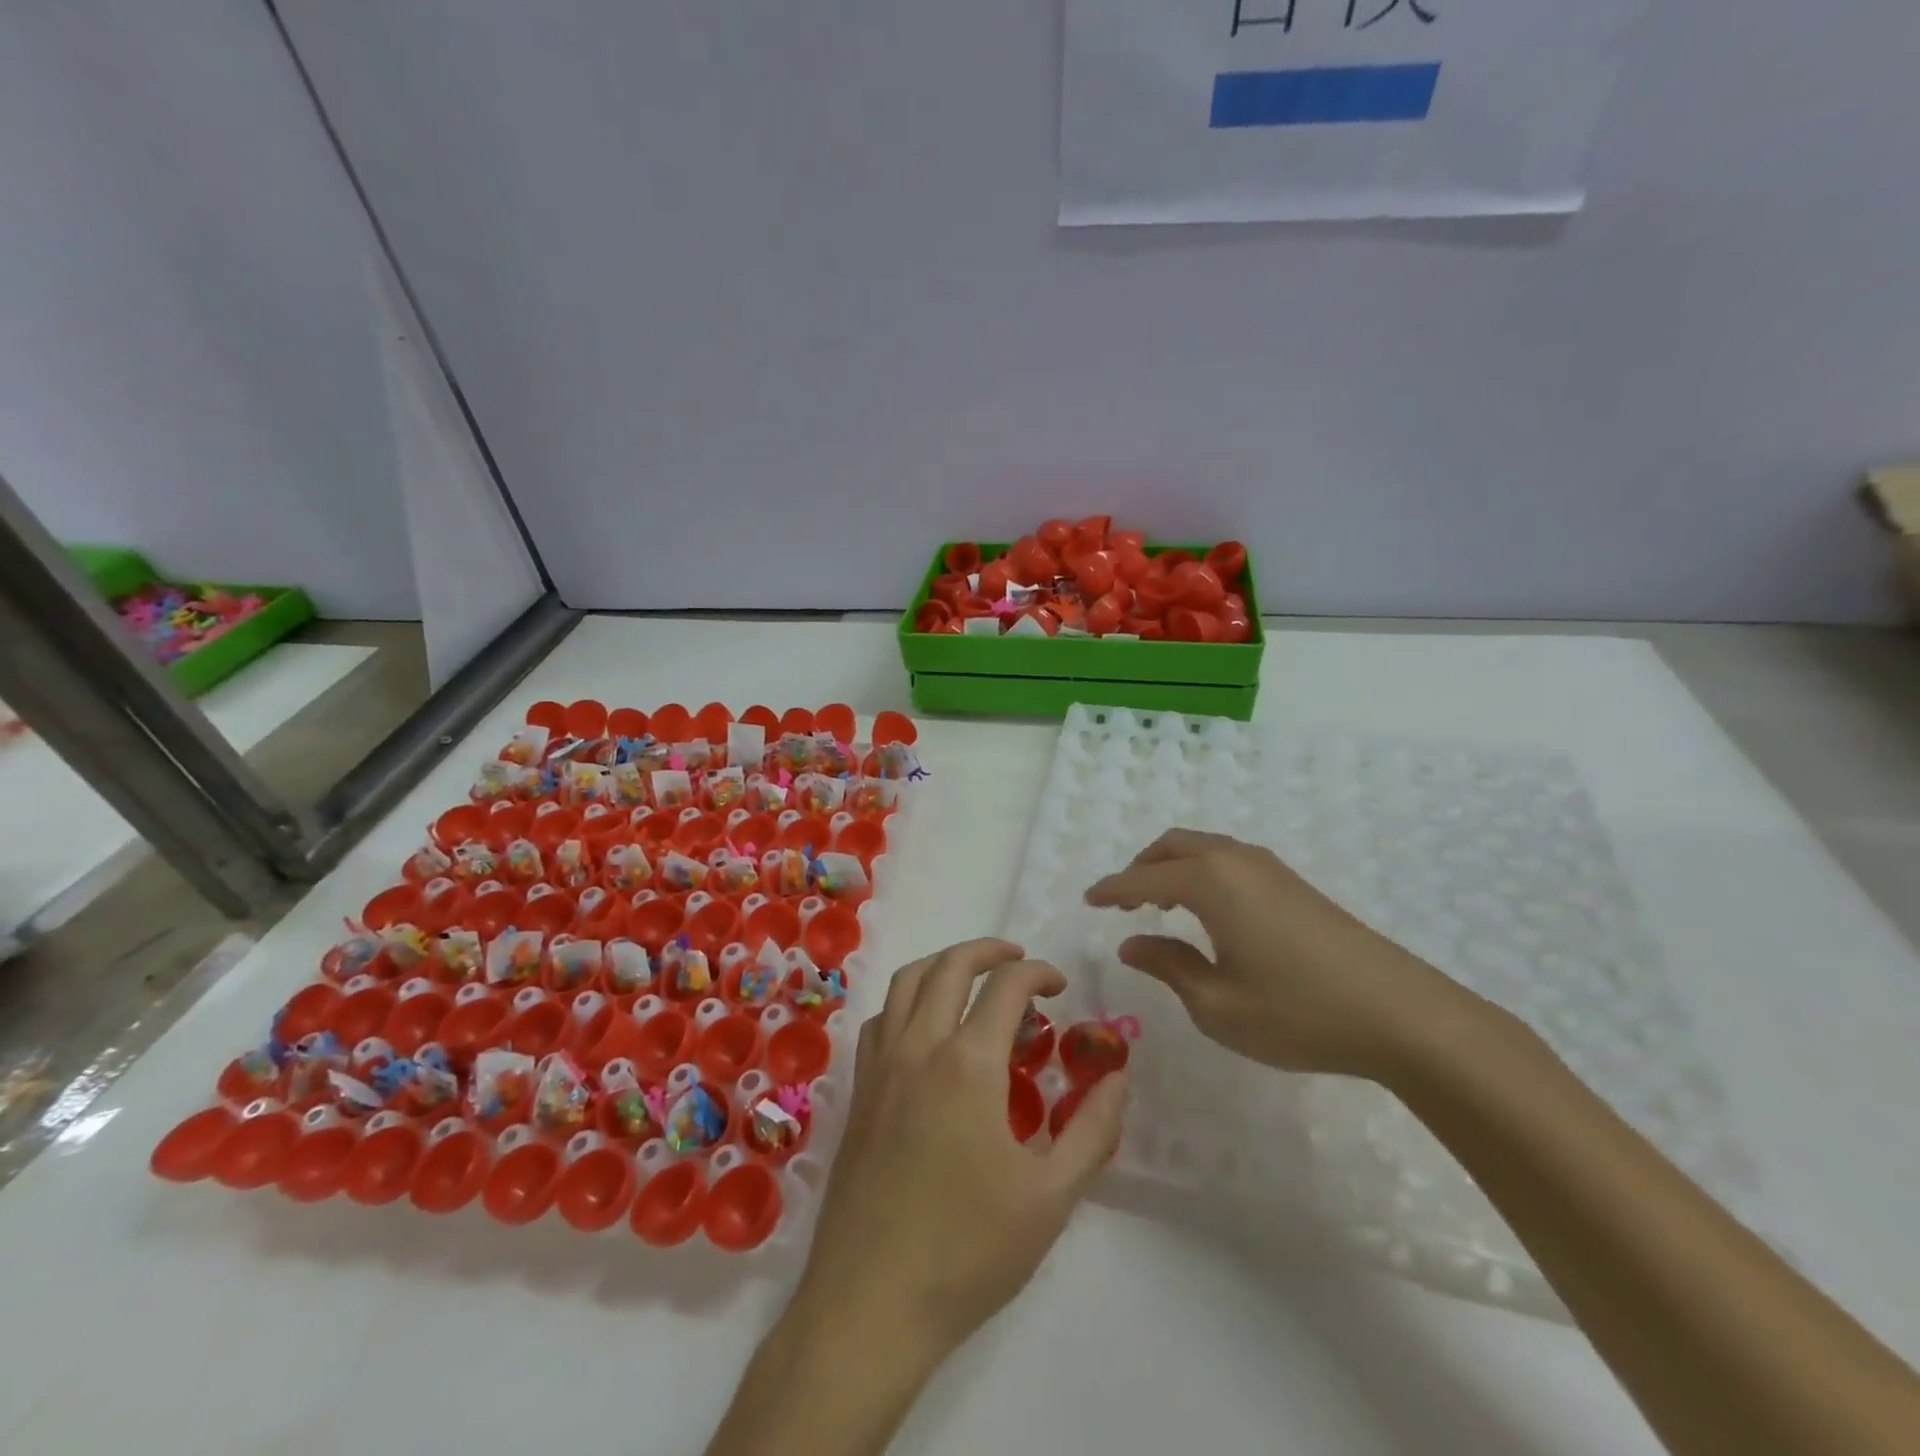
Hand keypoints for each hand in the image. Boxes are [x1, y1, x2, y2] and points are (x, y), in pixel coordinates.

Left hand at [792, 938, 1127, 1364]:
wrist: (870, 1303)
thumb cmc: (968, 1252)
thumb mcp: (1051, 1198)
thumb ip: (1092, 1130)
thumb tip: (1118, 1078)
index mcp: (968, 1064)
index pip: (1006, 987)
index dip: (1038, 973)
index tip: (1059, 986)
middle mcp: (919, 1047)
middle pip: (950, 966)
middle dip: (989, 950)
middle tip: (1019, 960)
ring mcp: (881, 1067)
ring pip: (906, 982)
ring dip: (943, 964)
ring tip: (972, 977)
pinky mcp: (859, 1093)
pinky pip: (880, 1020)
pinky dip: (907, 1001)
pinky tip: (926, 1029)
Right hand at [1084, 829, 1477, 1078]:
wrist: (1401, 1014)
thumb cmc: (1297, 1011)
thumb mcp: (1216, 1003)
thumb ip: (1168, 966)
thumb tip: (1132, 943)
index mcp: (1209, 882)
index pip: (1143, 878)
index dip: (1111, 889)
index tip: (1087, 899)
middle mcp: (1236, 861)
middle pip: (1174, 845)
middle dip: (1142, 867)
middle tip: (1124, 902)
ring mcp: (1270, 868)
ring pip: (1205, 848)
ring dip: (1174, 867)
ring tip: (1162, 907)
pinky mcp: (1294, 884)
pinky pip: (1230, 860)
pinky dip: (1203, 873)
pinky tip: (1211, 913)